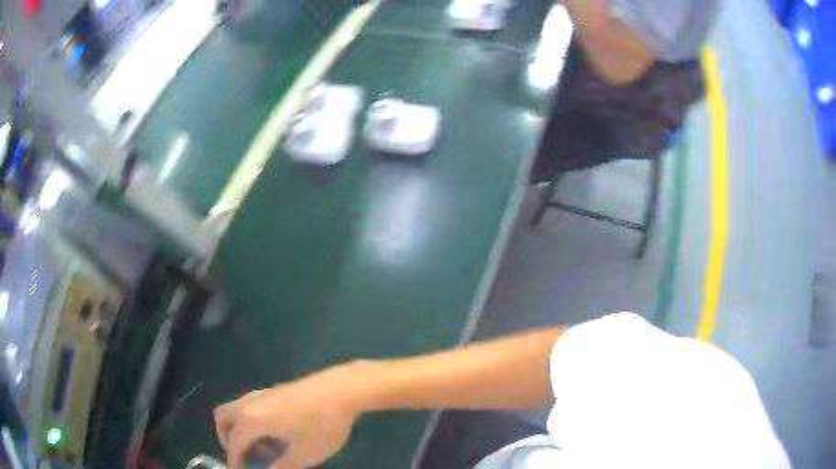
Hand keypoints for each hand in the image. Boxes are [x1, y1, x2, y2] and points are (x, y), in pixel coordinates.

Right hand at [214, 362, 369, 468]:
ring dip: (242, 431)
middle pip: (223, 418)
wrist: (342, 389)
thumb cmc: (321, 425)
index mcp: (251, 419)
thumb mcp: (303, 455)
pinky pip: (251, 407)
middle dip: (227, 440)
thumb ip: (281, 467)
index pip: (233, 444)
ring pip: (237, 411)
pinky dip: (253, 422)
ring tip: (268, 448)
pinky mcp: (275, 390)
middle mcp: (250, 403)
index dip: (234, 462)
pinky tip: (278, 434)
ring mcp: (262, 394)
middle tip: (246, 457)